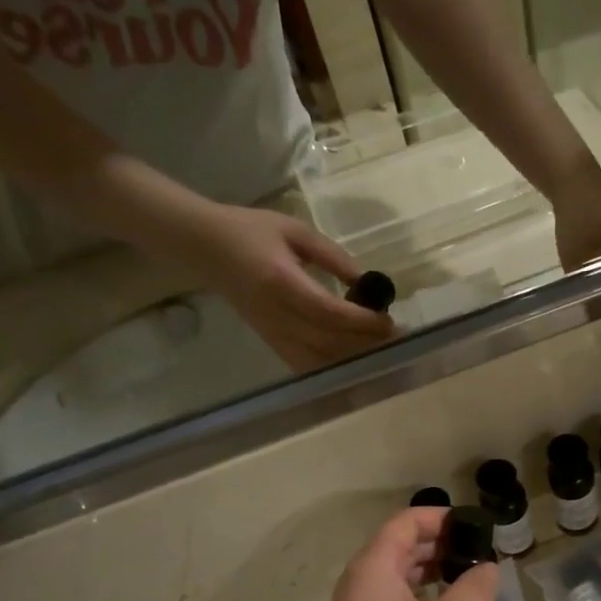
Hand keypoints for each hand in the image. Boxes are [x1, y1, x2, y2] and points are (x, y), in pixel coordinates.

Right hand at [192, 205, 394, 371]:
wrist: (205, 248)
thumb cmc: (250, 231)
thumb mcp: (295, 231)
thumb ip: (333, 257)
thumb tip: (368, 281)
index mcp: (281, 282)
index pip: (328, 312)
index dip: (362, 322)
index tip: (388, 320)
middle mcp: (276, 315)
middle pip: (328, 342)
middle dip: (366, 343)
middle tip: (395, 336)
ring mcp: (272, 334)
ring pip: (319, 361)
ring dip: (353, 359)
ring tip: (380, 348)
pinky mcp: (270, 344)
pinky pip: (305, 366)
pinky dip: (332, 369)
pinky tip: (354, 361)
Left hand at [295, 508, 500, 600]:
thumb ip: (472, 591)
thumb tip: (489, 568)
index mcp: (374, 566)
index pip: (405, 522)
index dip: (439, 517)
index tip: (472, 525)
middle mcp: (360, 580)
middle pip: (399, 545)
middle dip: (438, 544)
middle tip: (477, 553)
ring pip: (396, 574)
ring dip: (430, 571)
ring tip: (467, 580)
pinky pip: (392, 599)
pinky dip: (419, 595)